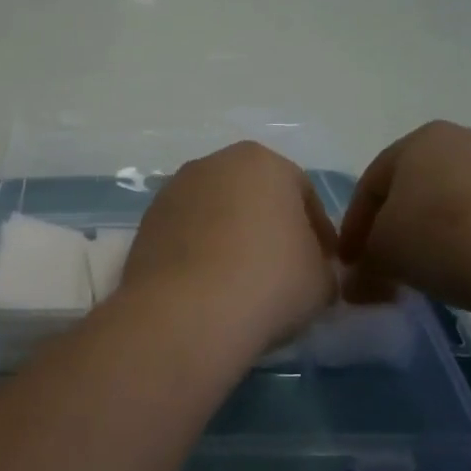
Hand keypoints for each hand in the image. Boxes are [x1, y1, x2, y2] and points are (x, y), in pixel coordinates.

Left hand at [117, 141, 339, 352]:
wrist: (188, 309)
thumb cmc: (269, 280)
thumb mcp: (321, 279)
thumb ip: (322, 265)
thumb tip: (311, 270)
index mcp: (262, 162)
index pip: (302, 192)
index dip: (318, 231)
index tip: (324, 265)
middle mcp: (213, 163)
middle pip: (253, 195)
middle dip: (269, 227)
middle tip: (283, 270)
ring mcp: (174, 190)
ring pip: (215, 212)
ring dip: (230, 238)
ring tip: (242, 282)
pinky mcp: (147, 221)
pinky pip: (186, 234)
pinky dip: (199, 252)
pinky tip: (208, 286)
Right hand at [338, 121, 470, 311]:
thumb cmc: (441, 239)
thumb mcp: (383, 254)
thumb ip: (364, 264)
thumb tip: (358, 282)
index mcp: (421, 141)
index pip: (373, 183)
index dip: (355, 225)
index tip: (351, 263)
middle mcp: (469, 143)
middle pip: (420, 188)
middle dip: (402, 227)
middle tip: (391, 266)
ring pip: (464, 203)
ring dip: (445, 235)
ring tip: (441, 275)